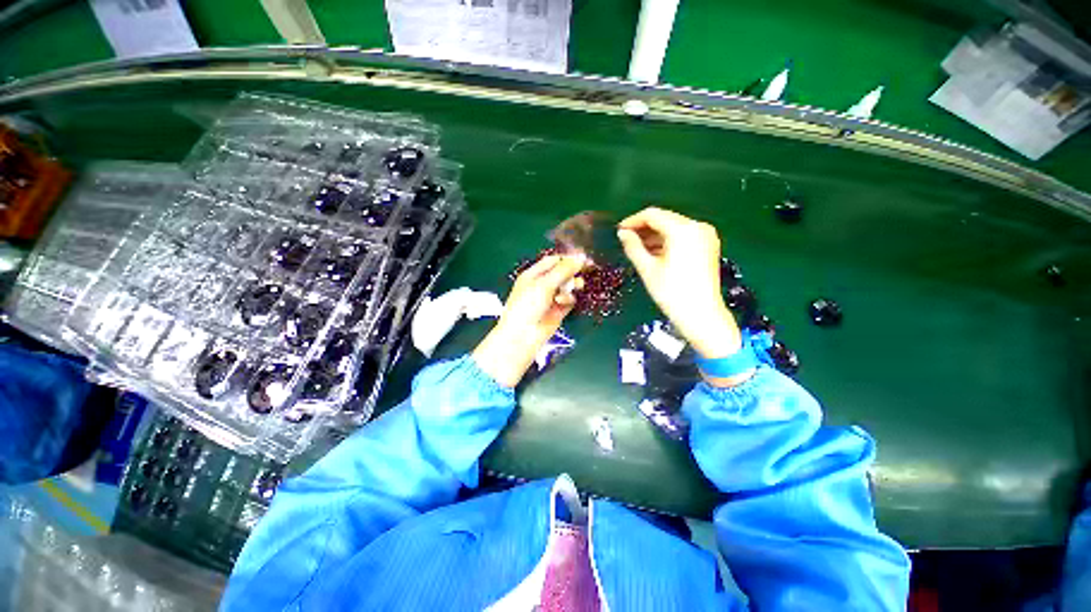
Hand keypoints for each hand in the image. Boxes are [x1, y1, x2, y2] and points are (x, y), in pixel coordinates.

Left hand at [472, 254, 585, 387]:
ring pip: (567, 286)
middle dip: (572, 271)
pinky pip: (569, 300)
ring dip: (572, 285)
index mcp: (533, 275)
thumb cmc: (527, 305)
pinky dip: (568, 299)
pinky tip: (563, 302)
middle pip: (562, 273)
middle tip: (587, 268)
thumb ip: (563, 270)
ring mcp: (550, 298)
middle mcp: (542, 285)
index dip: (566, 258)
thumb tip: (580, 258)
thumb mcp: (544, 284)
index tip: (582, 257)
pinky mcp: (558, 311)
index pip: (552, 261)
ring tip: (577, 286)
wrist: (524, 335)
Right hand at [618, 208, 750, 383]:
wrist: (701, 314)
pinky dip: (668, 241)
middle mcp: (697, 226)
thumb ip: (633, 247)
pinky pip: (684, 236)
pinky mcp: (709, 246)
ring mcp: (706, 236)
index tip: (619, 231)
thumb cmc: (671, 292)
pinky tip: (655, 252)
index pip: (653, 215)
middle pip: (665, 219)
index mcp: (683, 230)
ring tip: (637, 247)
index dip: (633, 220)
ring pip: (674, 227)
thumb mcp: (648, 269)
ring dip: (655, 235)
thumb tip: (623, 233)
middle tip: (626, 239)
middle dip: (644, 228)